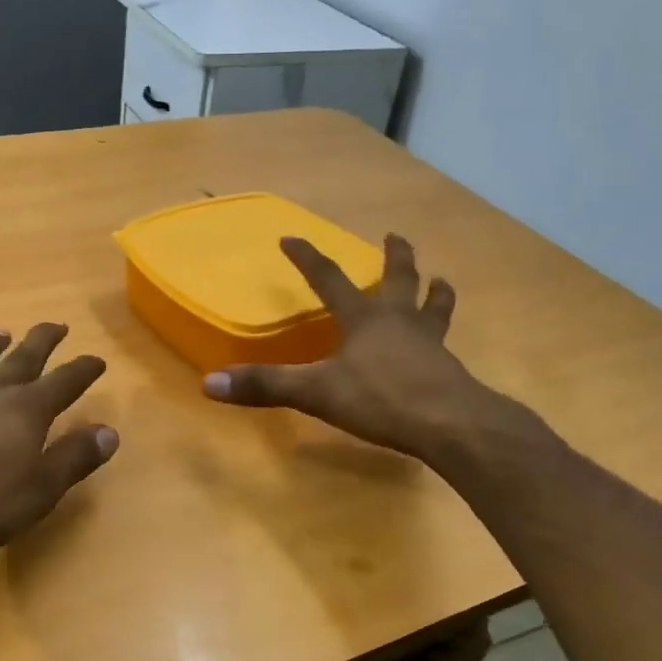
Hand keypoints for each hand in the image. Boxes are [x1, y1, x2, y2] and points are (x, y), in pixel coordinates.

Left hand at [0, 323, 117, 555]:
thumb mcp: (41, 489)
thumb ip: (75, 457)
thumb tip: (110, 431)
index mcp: (27, 408)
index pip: (66, 380)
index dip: (84, 369)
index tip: (97, 360)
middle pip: (23, 356)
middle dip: (44, 340)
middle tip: (57, 325)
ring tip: (0, 334)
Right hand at [202, 234, 549, 465]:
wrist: (451, 424)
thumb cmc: (381, 399)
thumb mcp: (317, 392)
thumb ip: (267, 386)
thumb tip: (210, 383)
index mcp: (364, 319)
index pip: (329, 278)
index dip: (307, 258)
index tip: (290, 237)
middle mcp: (399, 321)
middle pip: (399, 278)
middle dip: (395, 256)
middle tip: (395, 236)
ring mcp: (429, 342)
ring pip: (434, 306)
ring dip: (435, 291)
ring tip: (441, 280)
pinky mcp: (449, 368)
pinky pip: (445, 342)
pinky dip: (442, 333)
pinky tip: (444, 345)